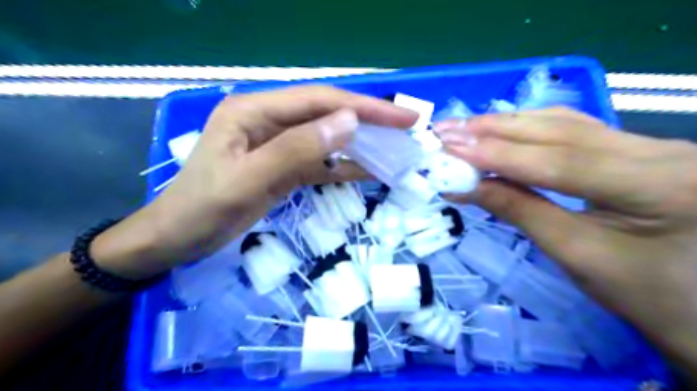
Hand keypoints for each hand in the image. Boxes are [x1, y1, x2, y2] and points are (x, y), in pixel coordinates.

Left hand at [93, 86, 418, 277]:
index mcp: (254, 111)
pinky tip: (366, 169)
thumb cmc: (202, 210)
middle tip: (405, 128)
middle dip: (367, 120)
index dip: (363, 107)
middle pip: (326, 114)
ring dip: (358, 143)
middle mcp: (266, 119)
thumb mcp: (249, 180)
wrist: (175, 239)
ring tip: (393, 148)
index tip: (401, 117)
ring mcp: (274, 143)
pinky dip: (342, 165)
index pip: (319, 100)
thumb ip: (297, 149)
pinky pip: (317, 160)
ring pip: (325, 137)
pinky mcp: (280, 166)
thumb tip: (349, 122)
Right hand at [435, 108, 696, 370]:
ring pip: (566, 123)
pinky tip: (504, 128)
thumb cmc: (644, 296)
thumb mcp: (576, 255)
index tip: (450, 147)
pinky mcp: (637, 149)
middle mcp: (662, 150)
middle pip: (560, 130)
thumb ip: (519, 211)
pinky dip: (531, 129)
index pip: (559, 161)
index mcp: (659, 185)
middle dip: (495, 130)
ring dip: (509, 124)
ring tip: (465, 127)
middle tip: (447, 129)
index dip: (498, 154)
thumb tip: (465, 185)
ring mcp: (651, 144)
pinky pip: (575, 130)